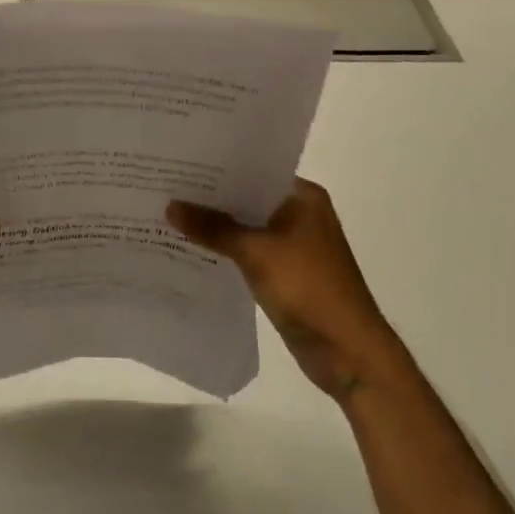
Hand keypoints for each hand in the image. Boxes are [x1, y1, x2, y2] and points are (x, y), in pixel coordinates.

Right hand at [167, 178, 387, 401]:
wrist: (349, 352)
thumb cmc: (309, 288)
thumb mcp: (256, 252)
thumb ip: (213, 228)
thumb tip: (170, 206)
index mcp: (303, 197)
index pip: (254, 170)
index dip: (217, 166)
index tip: (180, 161)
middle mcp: (300, 213)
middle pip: (247, 198)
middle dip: (211, 196)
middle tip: (166, 184)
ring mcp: (293, 245)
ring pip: (246, 226)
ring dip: (216, 225)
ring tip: (169, 212)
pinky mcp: (285, 272)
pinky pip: (248, 251)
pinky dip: (225, 249)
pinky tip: (191, 246)